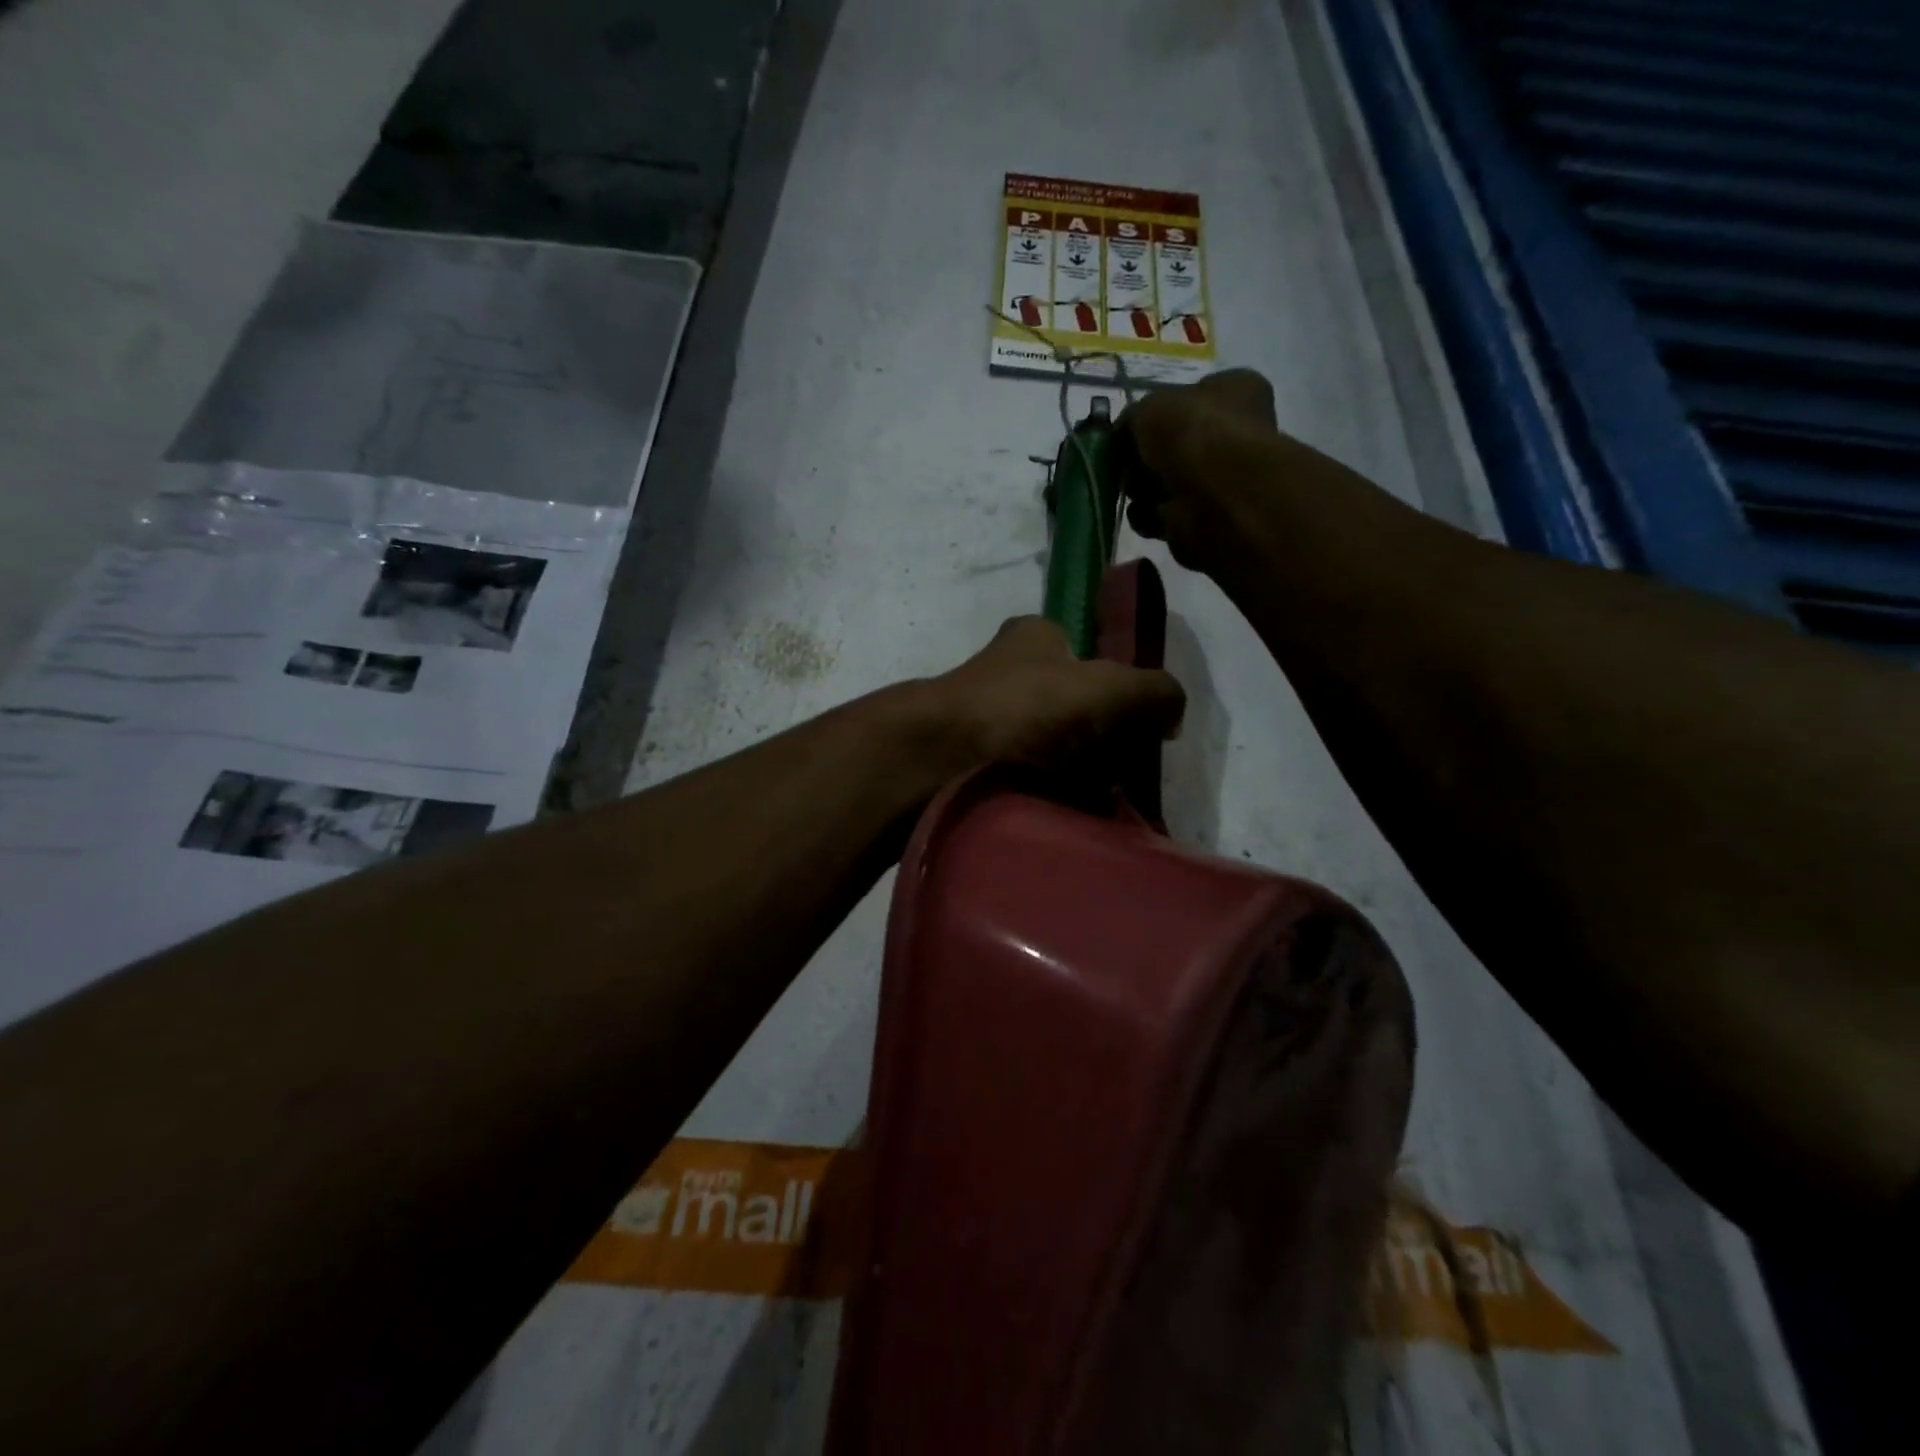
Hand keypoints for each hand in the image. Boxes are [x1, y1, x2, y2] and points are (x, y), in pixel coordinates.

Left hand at [921, 617, 1184, 779]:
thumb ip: (1153, 691)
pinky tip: (1064, 813)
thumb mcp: (1107, 687)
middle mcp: (1008, 671)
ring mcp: (986, 717)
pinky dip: (1047, 793)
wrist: (938, 761)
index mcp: (1035, 637)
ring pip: (1051, 745)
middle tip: (1121, 773)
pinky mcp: (972, 760)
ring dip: (1077, 773)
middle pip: (1074, 706)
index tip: (1138, 730)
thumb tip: (1173, 713)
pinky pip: (1026, 776)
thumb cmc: (1024, 708)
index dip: (1119, 690)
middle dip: (1101, 740)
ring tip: (1097, 801)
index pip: (1089, 655)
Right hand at [1119, 368, 1282, 572]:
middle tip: (1125, 465)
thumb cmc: (1192, 434)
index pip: (1188, 396)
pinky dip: (1151, 516)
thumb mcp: (1149, 407)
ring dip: (1143, 490)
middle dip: (1143, 458)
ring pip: (1165, 482)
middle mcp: (1234, 432)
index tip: (1128, 430)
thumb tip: (1124, 435)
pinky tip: (1149, 514)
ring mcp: (1222, 478)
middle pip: (1171, 444)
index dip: (1155, 413)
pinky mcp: (1207, 517)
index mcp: (1235, 391)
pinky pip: (1166, 514)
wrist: (1217, 497)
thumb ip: (1131, 419)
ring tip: (1138, 492)